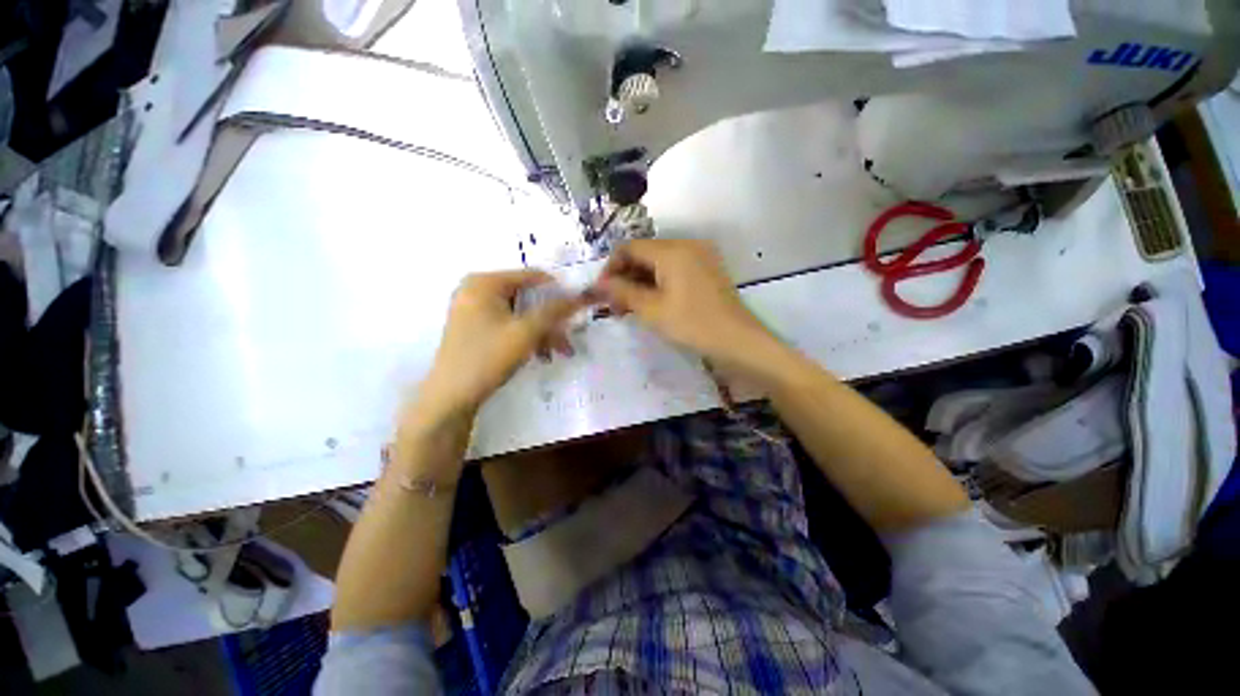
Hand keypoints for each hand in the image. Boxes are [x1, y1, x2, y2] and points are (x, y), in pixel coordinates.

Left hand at [417, 270, 583, 417]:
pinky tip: (540, 355)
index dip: (559, 291)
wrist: (451, 397)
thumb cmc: (488, 357)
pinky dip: (527, 337)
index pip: (533, 276)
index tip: (579, 308)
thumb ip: (555, 311)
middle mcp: (477, 290)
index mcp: (484, 282)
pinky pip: (509, 324)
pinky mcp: (475, 327)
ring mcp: (474, 309)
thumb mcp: (526, 332)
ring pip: (521, 314)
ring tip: (559, 352)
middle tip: (570, 336)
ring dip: (543, 332)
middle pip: (527, 298)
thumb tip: (582, 295)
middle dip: (551, 319)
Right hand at [594, 239, 777, 371]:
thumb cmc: (692, 325)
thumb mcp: (652, 310)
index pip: (629, 248)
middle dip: (625, 277)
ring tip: (629, 308)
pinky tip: (651, 303)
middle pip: (644, 253)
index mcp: (672, 250)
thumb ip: (622, 292)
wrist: (738, 342)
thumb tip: (598, 284)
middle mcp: (687, 245)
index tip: (602, 292)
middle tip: (615, 305)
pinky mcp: (707, 270)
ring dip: (640, 282)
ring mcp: (700, 256)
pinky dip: (658, 283)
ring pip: (658, 263)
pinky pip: (674, 270)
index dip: (611, 268)